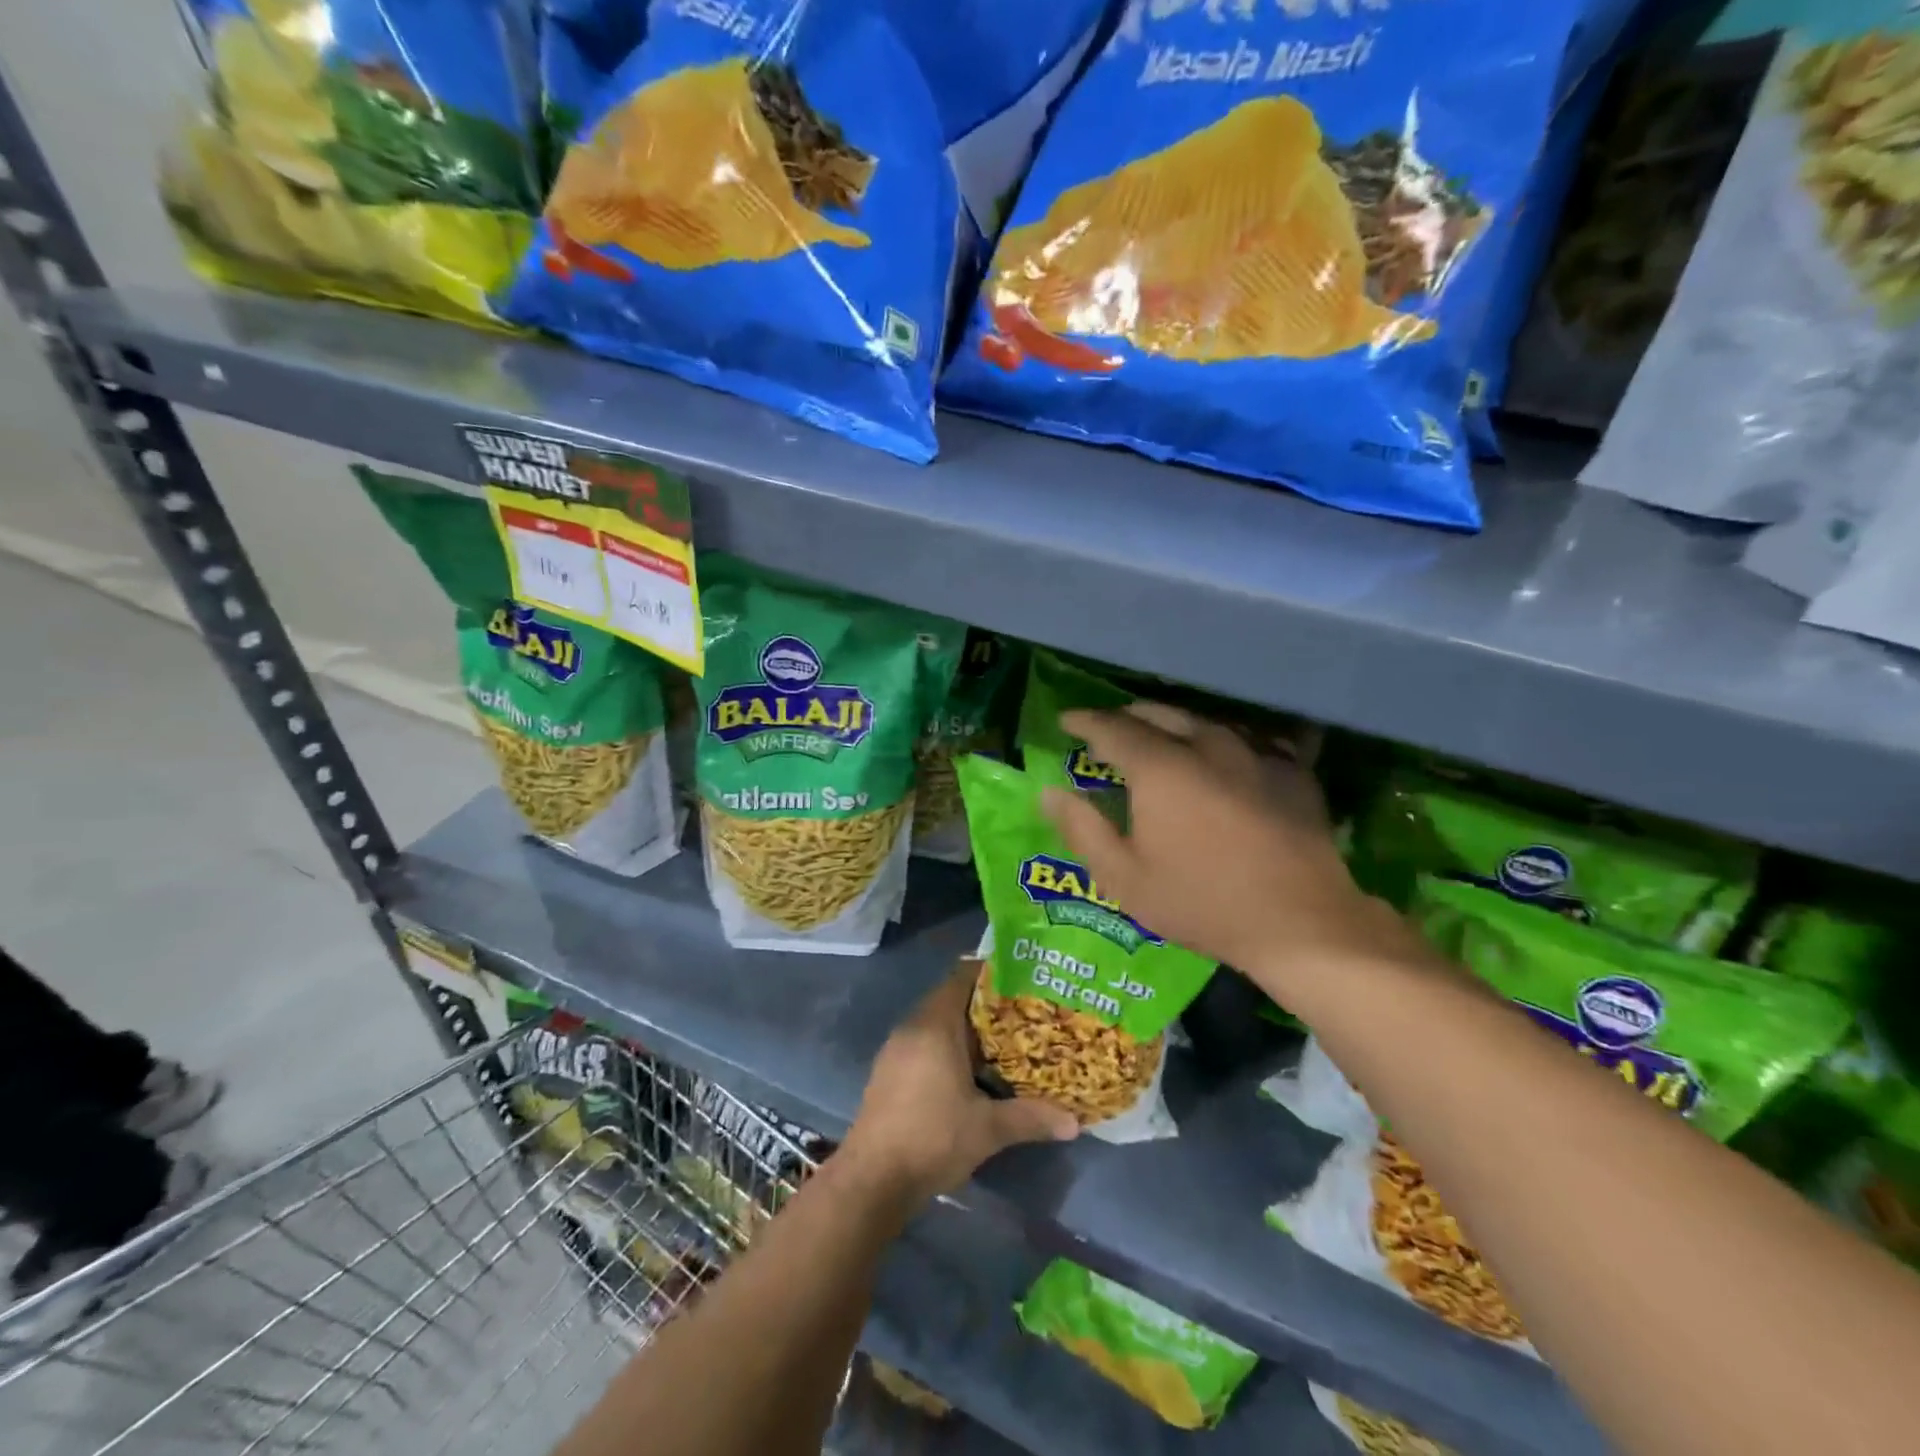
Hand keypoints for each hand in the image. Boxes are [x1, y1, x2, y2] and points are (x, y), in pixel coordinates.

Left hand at [843, 964, 1078, 1201]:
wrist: (872, 1180)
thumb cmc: (932, 1138)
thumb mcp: (988, 1129)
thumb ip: (1031, 1118)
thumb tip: (1074, 1123)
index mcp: (935, 1024)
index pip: (963, 976)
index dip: (992, 973)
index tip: (1023, 980)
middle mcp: (913, 1026)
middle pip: (952, 998)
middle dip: (986, 1005)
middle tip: (1023, 1014)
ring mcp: (896, 1049)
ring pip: (937, 1023)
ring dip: (966, 1029)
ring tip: (1004, 1042)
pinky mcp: (889, 1071)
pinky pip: (924, 1043)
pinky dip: (947, 1047)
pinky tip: (970, 1072)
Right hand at [1043, 704, 1414, 996]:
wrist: (1301, 924)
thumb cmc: (1202, 903)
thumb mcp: (1125, 878)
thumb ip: (1082, 829)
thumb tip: (1049, 792)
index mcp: (1161, 767)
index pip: (1112, 727)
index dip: (1085, 721)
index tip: (1066, 720)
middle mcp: (1207, 745)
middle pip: (1160, 713)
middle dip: (1128, 716)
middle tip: (1110, 729)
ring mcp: (1255, 753)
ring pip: (1205, 721)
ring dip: (1174, 724)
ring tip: (1161, 736)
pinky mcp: (1291, 770)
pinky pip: (1248, 738)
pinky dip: (1223, 740)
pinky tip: (1222, 754)